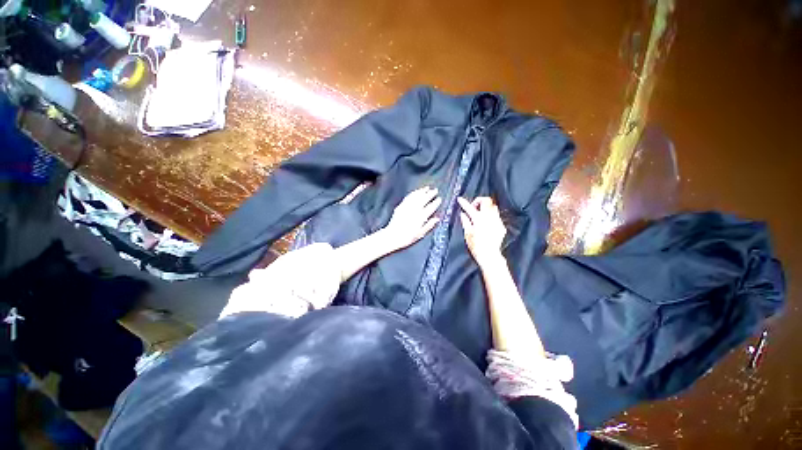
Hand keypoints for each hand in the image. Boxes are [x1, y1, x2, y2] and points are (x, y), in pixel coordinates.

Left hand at [381, 187, 441, 250]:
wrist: (392, 236)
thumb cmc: (407, 237)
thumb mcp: (420, 234)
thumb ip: (429, 225)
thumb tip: (437, 219)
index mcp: (421, 217)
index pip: (431, 207)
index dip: (436, 202)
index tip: (439, 199)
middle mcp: (414, 210)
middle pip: (424, 199)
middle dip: (430, 194)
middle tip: (435, 190)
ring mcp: (407, 207)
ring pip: (416, 196)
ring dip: (422, 191)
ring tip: (427, 188)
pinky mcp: (401, 206)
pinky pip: (408, 197)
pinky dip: (413, 193)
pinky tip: (416, 192)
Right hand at [458, 197, 506, 267]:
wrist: (489, 255)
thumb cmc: (476, 246)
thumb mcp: (467, 233)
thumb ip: (465, 221)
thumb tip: (463, 214)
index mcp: (478, 218)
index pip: (469, 207)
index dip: (464, 202)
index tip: (460, 199)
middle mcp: (489, 217)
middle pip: (486, 200)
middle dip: (479, 201)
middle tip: (474, 207)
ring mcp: (497, 221)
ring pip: (493, 207)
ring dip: (486, 208)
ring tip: (480, 214)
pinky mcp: (501, 226)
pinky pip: (496, 216)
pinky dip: (490, 216)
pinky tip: (486, 224)